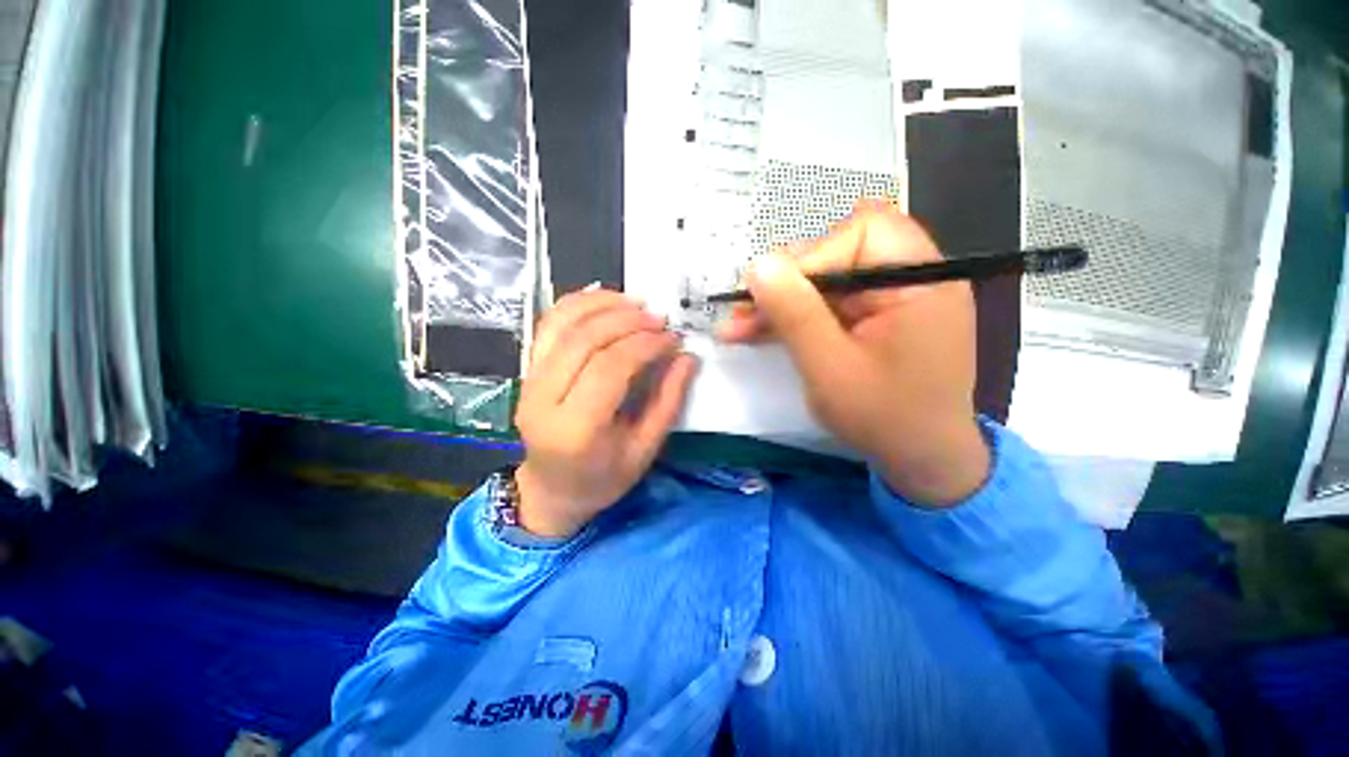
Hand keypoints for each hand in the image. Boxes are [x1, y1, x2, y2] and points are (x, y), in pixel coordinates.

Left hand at [514, 289, 699, 537]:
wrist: (551, 490)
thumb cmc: (602, 479)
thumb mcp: (644, 450)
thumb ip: (668, 402)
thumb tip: (687, 357)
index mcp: (575, 430)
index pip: (610, 368)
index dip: (645, 345)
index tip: (672, 338)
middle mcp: (543, 400)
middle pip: (584, 340)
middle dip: (627, 321)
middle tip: (658, 319)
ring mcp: (528, 382)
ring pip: (561, 324)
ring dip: (601, 305)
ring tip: (636, 303)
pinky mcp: (526, 371)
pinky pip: (547, 326)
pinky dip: (576, 304)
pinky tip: (604, 298)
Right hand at [717, 201, 989, 505]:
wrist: (920, 460)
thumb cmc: (883, 418)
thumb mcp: (829, 367)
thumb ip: (795, 313)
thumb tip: (757, 264)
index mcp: (920, 281)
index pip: (861, 233)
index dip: (810, 258)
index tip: (768, 293)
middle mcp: (913, 277)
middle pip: (839, 253)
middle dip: (787, 283)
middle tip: (744, 314)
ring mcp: (894, 297)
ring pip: (826, 281)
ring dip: (782, 302)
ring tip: (740, 327)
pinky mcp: (877, 317)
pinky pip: (830, 303)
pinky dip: (796, 316)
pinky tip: (762, 331)